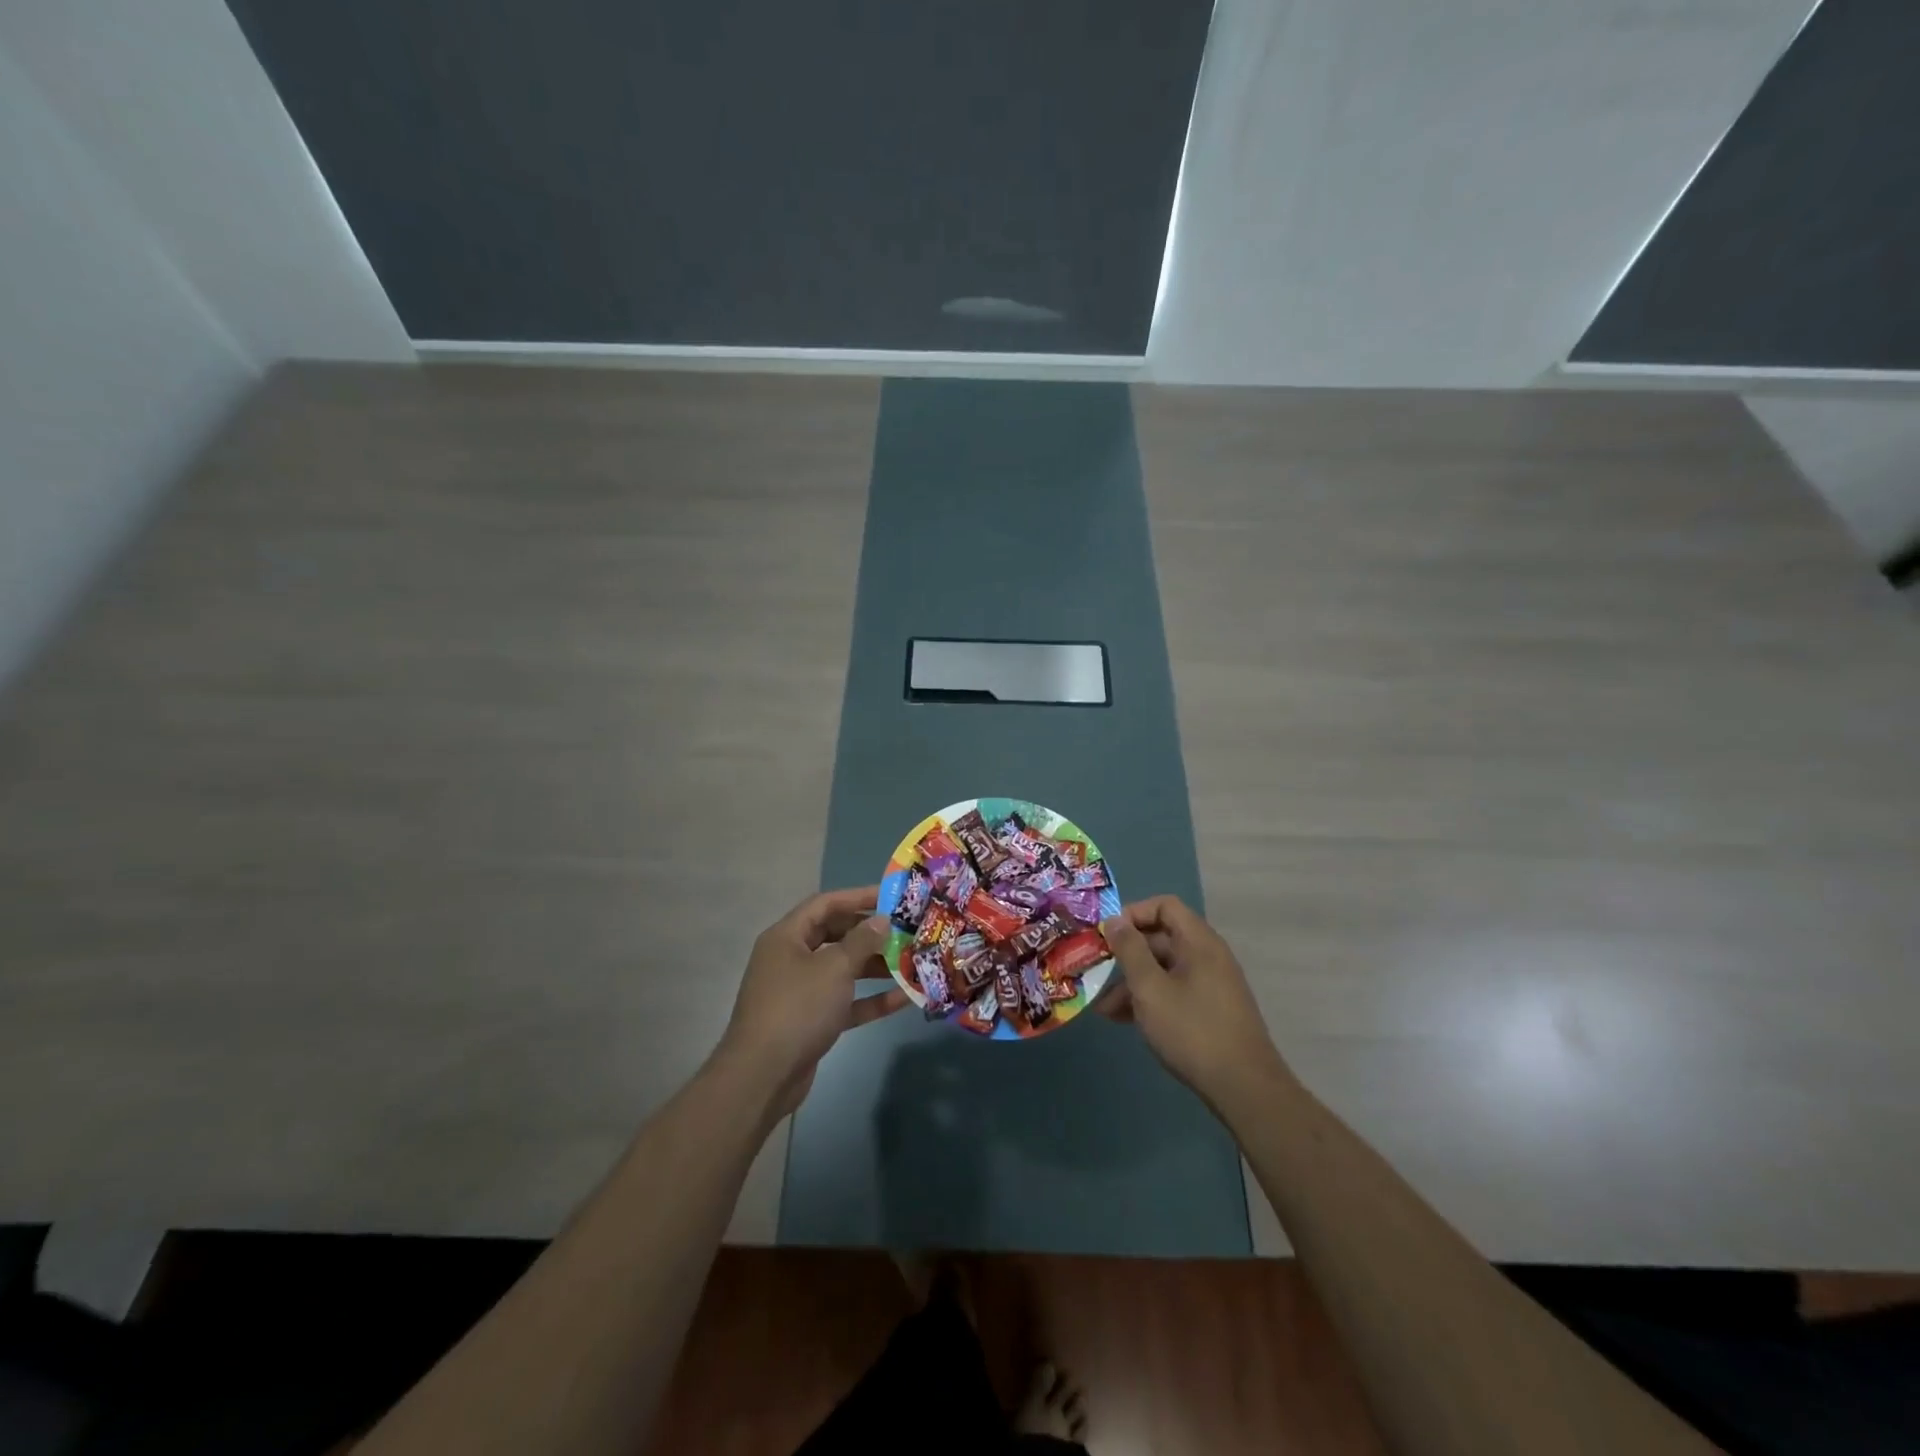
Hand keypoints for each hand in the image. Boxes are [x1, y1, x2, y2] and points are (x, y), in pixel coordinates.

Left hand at [718, 886, 907, 1118]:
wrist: (763, 1076)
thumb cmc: (797, 1008)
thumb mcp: (834, 968)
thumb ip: (862, 941)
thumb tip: (882, 920)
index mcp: (787, 936)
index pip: (825, 904)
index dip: (858, 897)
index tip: (892, 896)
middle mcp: (791, 959)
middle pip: (835, 935)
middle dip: (870, 934)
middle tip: (906, 931)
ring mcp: (800, 991)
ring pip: (842, 970)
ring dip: (875, 966)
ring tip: (911, 962)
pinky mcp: (811, 1021)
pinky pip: (845, 1002)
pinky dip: (870, 999)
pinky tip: (904, 998)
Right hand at [1100, 896, 1287, 1110]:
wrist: (1244, 1088)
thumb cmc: (1192, 1030)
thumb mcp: (1150, 988)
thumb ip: (1130, 950)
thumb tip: (1115, 920)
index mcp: (1198, 942)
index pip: (1164, 906)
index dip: (1133, 913)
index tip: (1107, 935)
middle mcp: (1208, 956)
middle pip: (1161, 939)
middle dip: (1126, 955)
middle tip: (1096, 972)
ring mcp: (1211, 985)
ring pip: (1164, 969)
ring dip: (1132, 983)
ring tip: (1102, 1008)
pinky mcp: (1210, 1010)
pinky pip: (1174, 991)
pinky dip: (1149, 999)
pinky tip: (1123, 1021)